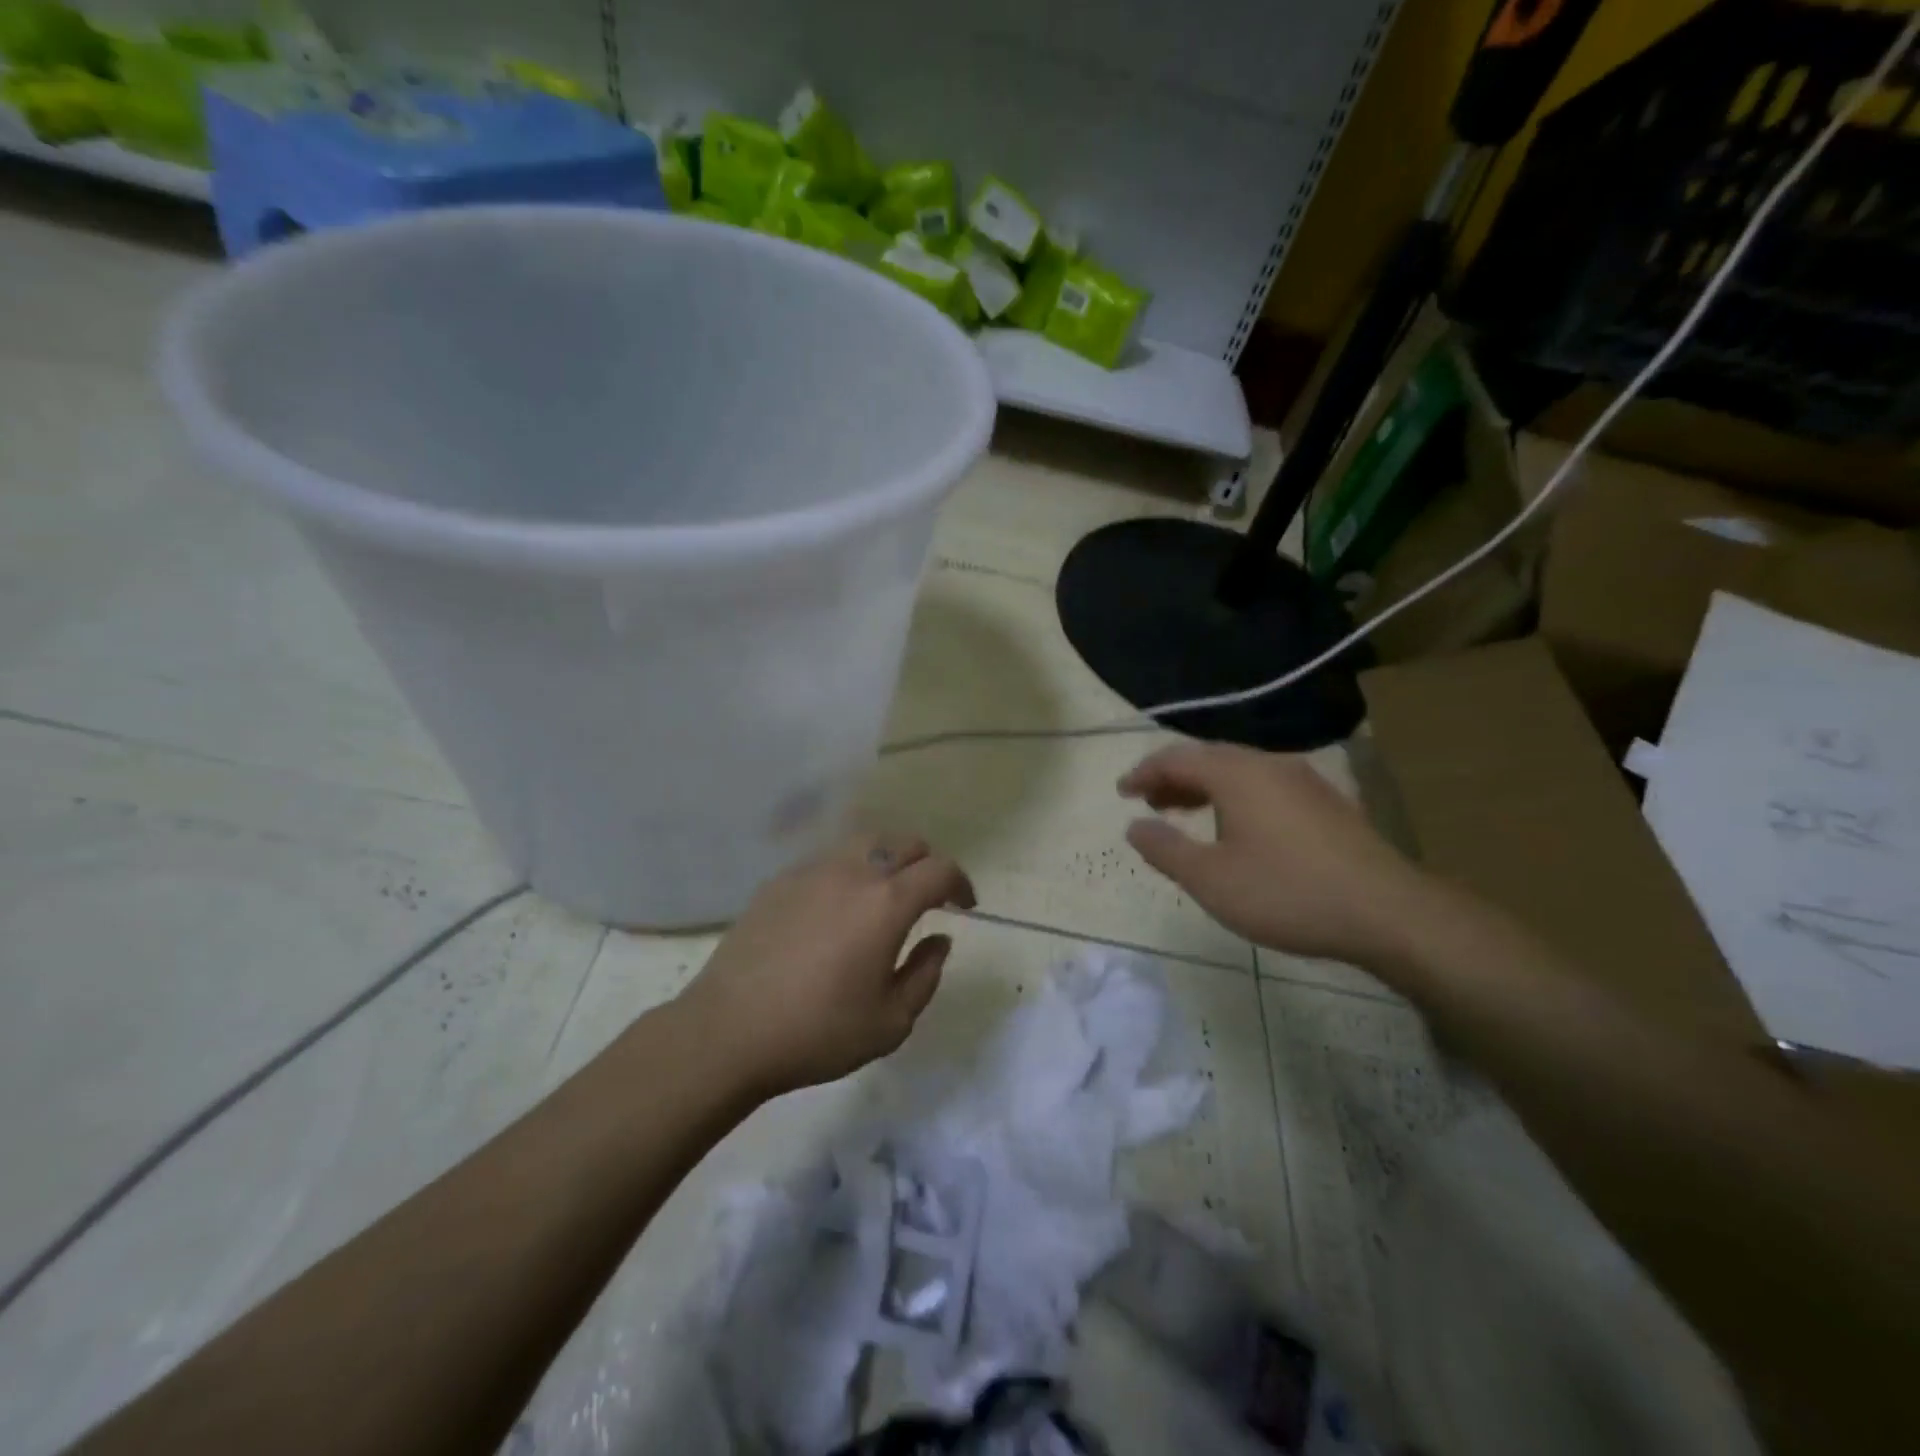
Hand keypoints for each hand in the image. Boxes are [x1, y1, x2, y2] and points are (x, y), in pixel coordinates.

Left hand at [678, 831, 975, 1098]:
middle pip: (904, 842)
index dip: (961, 882)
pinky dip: (849, 871)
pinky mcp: (779, 881)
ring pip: (864, 842)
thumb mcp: (891, 1022)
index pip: (939, 869)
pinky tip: (837, 907)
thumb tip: (939, 940)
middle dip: (927, 863)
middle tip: (929, 896)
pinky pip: (828, 860)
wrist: (729, 1031)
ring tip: (885, 894)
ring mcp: (811, 871)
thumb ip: (926, 975)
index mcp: (887, 903)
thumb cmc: (818, 1032)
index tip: (965, 904)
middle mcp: (853, 872)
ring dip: (888, 860)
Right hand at [1119, 743, 1434, 965]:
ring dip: (1204, 787)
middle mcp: (1269, 764)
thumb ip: (1166, 850)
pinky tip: (1236, 828)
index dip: (1144, 772)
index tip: (1122, 792)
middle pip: (1209, 758)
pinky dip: (1234, 797)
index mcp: (1237, 774)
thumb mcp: (1211, 879)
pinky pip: (1264, 785)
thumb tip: (1135, 827)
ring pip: (1239, 771)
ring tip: (1183, 813)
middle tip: (1149, 803)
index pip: (1176, 757)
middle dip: (1173, 777)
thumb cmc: (1286, 893)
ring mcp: (1303, 781)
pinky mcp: (1326, 803)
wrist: (1386, 912)